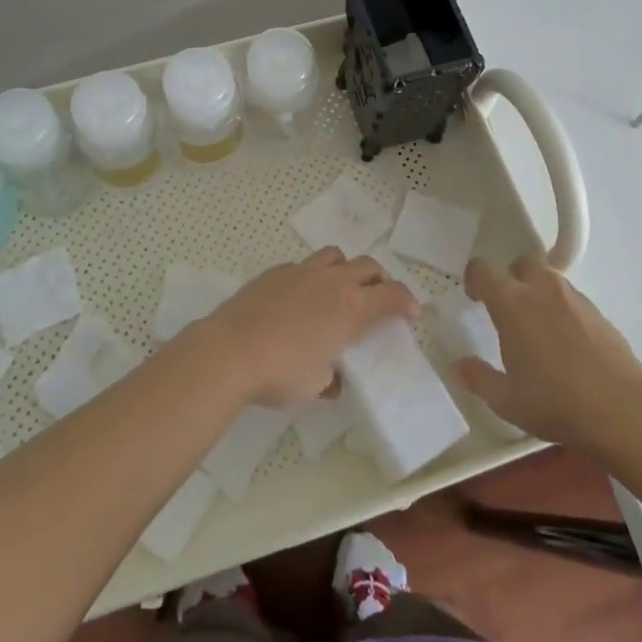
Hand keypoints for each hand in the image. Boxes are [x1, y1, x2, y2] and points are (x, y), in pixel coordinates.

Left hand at [196, 248, 418, 406]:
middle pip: (369, 266)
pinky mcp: (276, 272)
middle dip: (380, 281)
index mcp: (350, 308)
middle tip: (377, 301)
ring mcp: (302, 271)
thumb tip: (333, 377)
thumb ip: (332, 377)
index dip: (408, 302)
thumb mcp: (315, 385)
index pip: (392, 295)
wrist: (230, 350)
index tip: (411, 314)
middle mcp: (332, 282)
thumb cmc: (280, 372)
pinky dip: (313, 276)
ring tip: (340, 290)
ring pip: (336, 255)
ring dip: (347, 269)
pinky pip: (304, 265)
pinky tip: (301, 298)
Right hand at [454, 254, 641, 453]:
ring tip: (539, 330)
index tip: (474, 298)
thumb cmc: (555, 402)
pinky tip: (567, 345)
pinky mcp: (599, 313)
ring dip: (538, 294)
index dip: (474, 278)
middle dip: (512, 279)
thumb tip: (459, 366)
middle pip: (521, 264)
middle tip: (509, 311)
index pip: (483, 269)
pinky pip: (572, 300)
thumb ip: (478, 378)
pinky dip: (562, 311)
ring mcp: (574, 298)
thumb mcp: (507, 400)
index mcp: (512, 302)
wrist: (623, 411)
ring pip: (549, 280)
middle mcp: (542, 289)